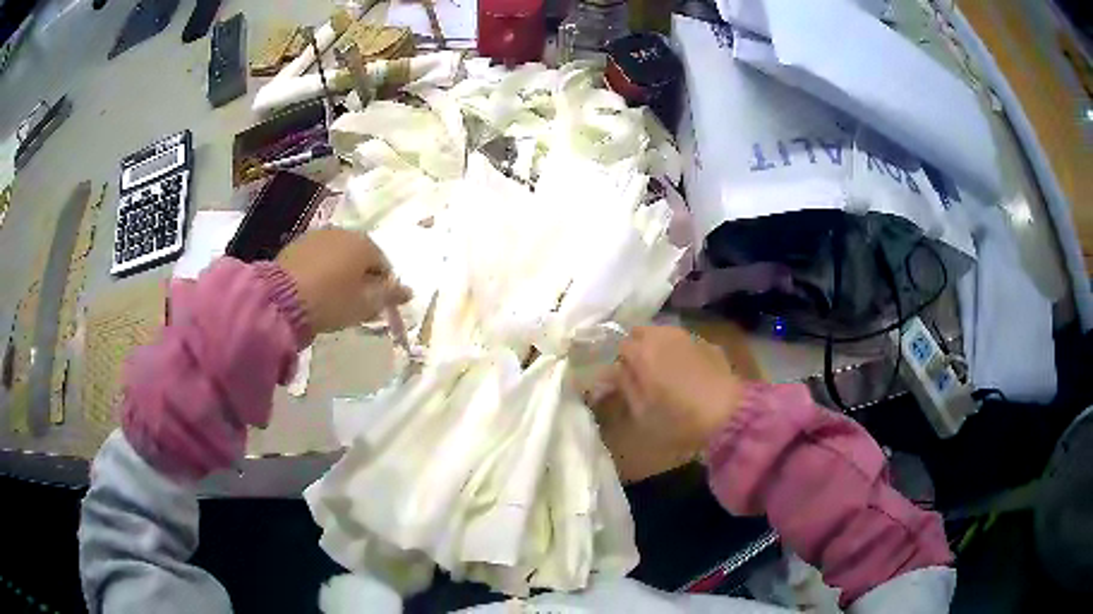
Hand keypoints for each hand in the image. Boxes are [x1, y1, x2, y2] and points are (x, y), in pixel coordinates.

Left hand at [276, 229, 410, 333]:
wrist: (282, 299)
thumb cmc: (332, 301)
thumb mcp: (365, 304)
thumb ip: (389, 296)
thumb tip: (409, 291)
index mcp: (365, 244)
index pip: (383, 265)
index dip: (382, 287)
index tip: (374, 307)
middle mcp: (343, 232)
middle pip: (360, 257)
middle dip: (360, 277)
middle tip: (355, 303)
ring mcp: (318, 236)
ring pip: (337, 256)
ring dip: (339, 273)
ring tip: (333, 298)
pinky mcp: (296, 245)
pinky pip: (317, 259)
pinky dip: (320, 271)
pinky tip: (314, 290)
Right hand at [614, 326, 744, 450]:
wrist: (728, 414)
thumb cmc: (679, 419)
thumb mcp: (642, 412)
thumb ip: (625, 387)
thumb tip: (611, 372)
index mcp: (642, 352)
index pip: (619, 346)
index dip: (619, 362)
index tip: (622, 379)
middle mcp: (663, 336)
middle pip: (641, 332)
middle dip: (637, 347)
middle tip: (641, 372)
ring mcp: (688, 337)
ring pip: (664, 333)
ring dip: (658, 346)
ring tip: (664, 371)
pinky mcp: (708, 344)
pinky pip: (685, 342)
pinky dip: (680, 352)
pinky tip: (688, 372)